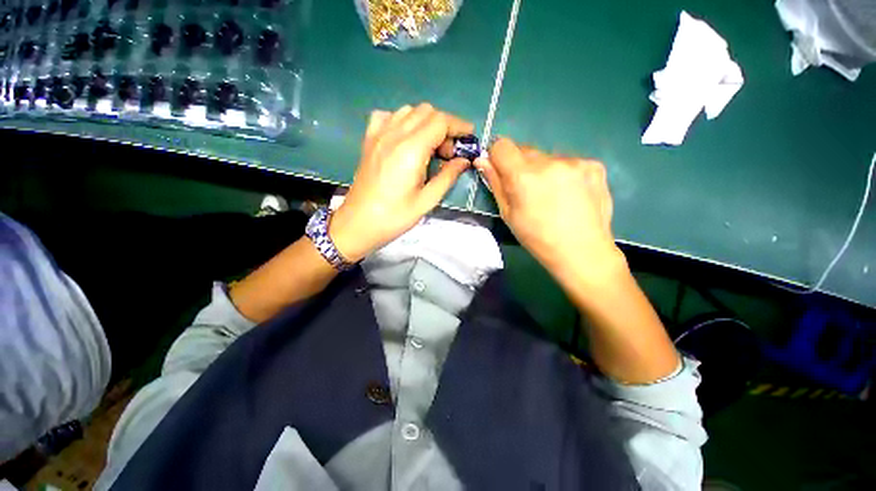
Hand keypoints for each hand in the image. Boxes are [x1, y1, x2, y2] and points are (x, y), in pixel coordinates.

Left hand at [329, 104, 473, 261]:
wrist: (358, 223)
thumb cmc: (395, 217)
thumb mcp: (427, 201)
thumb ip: (448, 176)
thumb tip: (464, 161)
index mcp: (411, 150)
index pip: (440, 121)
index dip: (458, 126)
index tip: (469, 137)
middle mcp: (394, 135)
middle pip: (426, 111)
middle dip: (444, 126)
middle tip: (448, 153)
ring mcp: (378, 135)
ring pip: (408, 111)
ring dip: (425, 123)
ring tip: (429, 148)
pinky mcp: (369, 140)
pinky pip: (387, 117)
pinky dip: (402, 121)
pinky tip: (405, 139)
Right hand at [476, 138, 626, 285]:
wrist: (582, 251)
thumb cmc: (537, 238)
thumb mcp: (508, 214)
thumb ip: (495, 184)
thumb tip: (482, 160)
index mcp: (524, 176)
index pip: (502, 145)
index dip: (497, 155)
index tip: (501, 169)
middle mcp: (549, 162)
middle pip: (525, 149)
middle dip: (520, 165)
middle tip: (527, 190)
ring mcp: (575, 162)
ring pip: (547, 156)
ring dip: (543, 169)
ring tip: (552, 194)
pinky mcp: (594, 165)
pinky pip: (569, 162)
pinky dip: (564, 173)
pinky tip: (570, 193)